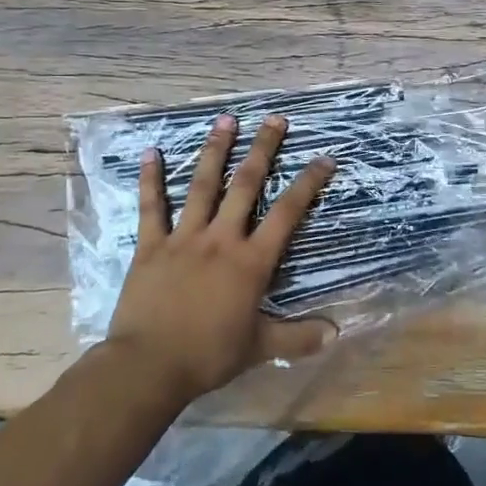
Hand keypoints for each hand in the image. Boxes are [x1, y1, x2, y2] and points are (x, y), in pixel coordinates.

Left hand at [103, 114, 336, 403]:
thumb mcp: (260, 347)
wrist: (149, 366)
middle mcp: (221, 239)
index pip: (287, 214)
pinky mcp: (151, 246)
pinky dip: (151, 179)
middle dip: (263, 149)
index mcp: (251, 261)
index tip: (324, 158)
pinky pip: (151, 207)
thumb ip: (298, 338)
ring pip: (203, 185)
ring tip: (226, 120)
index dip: (308, 184)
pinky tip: (150, 152)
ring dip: (215, 150)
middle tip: (274, 119)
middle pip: (246, 185)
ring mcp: (184, 238)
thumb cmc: (208, 355)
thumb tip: (336, 333)